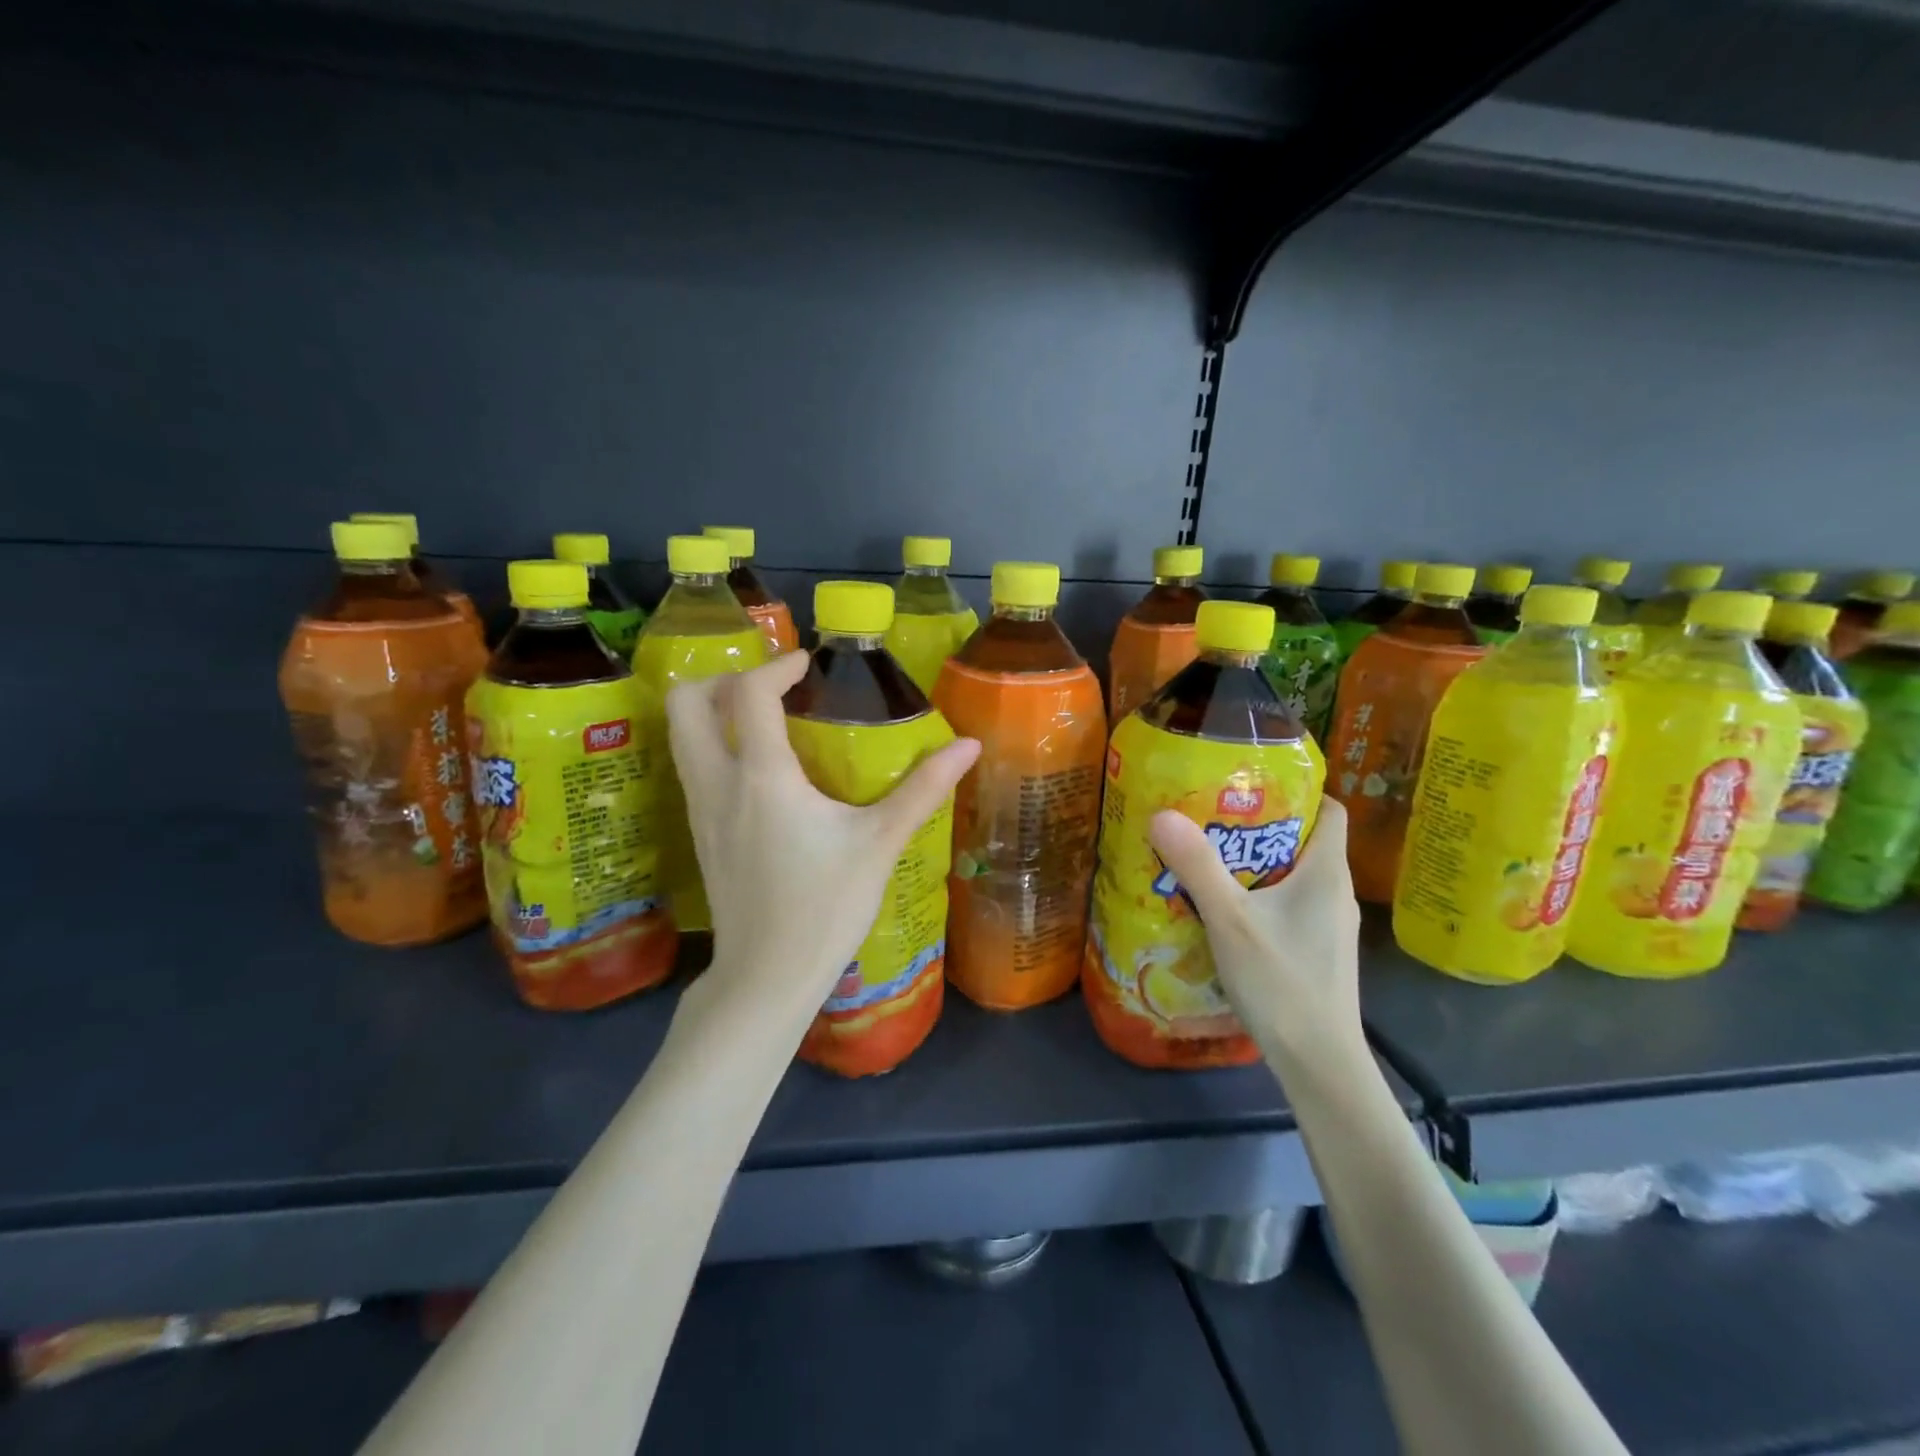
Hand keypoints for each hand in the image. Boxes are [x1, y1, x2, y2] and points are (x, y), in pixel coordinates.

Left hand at [665, 651, 980, 1037]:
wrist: (767, 976)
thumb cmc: (826, 906)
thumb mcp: (880, 843)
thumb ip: (923, 788)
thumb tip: (969, 745)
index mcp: (762, 777)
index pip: (749, 694)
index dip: (776, 666)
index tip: (807, 665)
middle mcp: (718, 783)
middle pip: (685, 703)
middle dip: (721, 679)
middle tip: (769, 688)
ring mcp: (700, 810)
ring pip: (681, 736)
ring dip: (714, 712)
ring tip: (765, 720)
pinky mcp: (699, 834)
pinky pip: (692, 767)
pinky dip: (715, 746)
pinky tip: (759, 771)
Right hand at [1148, 798, 1363, 1069]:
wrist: (1319, 1065)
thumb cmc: (1283, 983)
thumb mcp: (1231, 920)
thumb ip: (1197, 866)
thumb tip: (1162, 814)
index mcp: (1327, 873)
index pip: (1330, 810)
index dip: (1298, 791)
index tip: (1250, 785)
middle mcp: (1334, 893)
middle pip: (1303, 841)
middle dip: (1259, 826)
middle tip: (1209, 817)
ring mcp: (1328, 926)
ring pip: (1292, 876)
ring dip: (1254, 864)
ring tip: (1206, 858)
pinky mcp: (1316, 952)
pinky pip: (1287, 906)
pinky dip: (1258, 897)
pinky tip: (1222, 909)